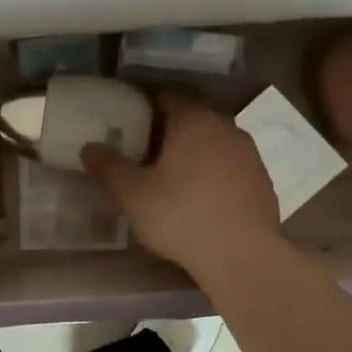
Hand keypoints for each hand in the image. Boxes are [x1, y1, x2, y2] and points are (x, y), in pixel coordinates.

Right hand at [82, 91, 281, 280]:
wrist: (242, 256)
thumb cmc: (181, 217)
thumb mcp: (132, 194)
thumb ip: (108, 166)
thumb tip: (89, 148)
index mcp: (194, 120)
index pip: (168, 95)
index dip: (146, 106)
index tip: (129, 124)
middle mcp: (226, 127)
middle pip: (193, 117)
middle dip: (169, 130)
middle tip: (144, 152)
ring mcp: (249, 154)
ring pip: (214, 142)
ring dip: (194, 152)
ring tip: (171, 177)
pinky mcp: (262, 181)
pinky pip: (230, 166)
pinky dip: (213, 174)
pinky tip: (200, 199)